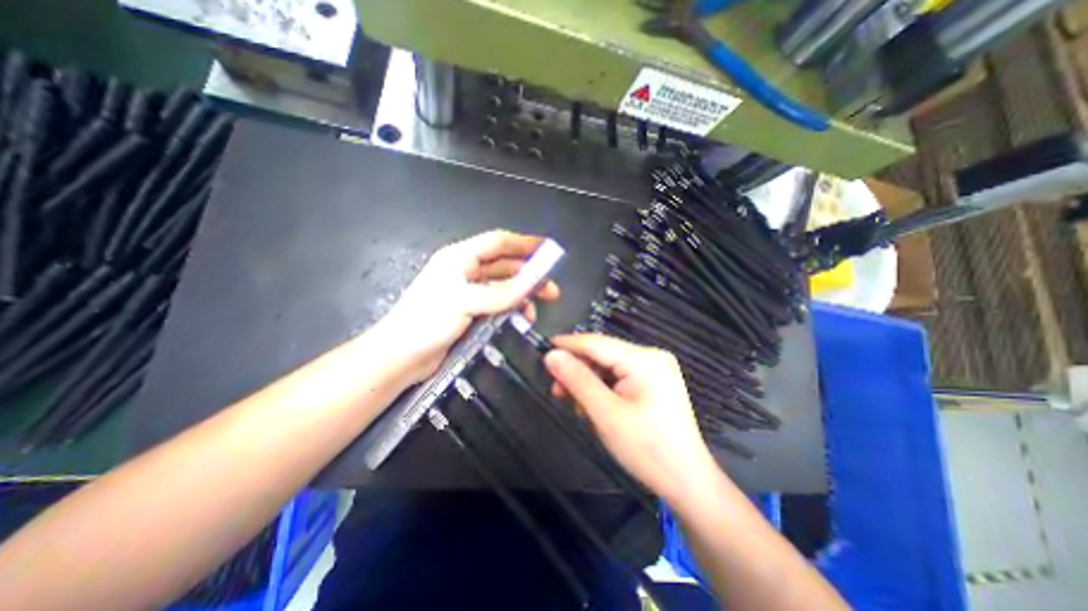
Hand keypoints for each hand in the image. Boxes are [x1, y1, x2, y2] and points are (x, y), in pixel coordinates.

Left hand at [376, 229, 560, 380]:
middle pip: (504, 265)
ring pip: (503, 287)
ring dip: (521, 295)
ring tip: (536, 309)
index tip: (548, 250)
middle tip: (551, 289)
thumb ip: (501, 293)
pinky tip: (520, 318)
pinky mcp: (470, 312)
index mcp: (459, 258)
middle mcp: (465, 271)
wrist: (400, 356)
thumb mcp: (465, 302)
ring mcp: (468, 293)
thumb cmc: (427, 321)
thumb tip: (533, 284)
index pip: (498, 242)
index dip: (524, 243)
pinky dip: (511, 309)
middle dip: (528, 274)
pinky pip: (497, 305)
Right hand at [543, 332, 720, 503]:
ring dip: (589, 384)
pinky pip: (619, 378)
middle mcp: (651, 357)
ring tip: (577, 406)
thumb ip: (577, 381)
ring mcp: (655, 370)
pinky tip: (594, 408)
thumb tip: (551, 356)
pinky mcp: (653, 384)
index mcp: (644, 359)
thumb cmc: (647, 449)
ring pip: (609, 368)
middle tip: (557, 391)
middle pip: (603, 355)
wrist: (687, 483)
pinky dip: (602, 390)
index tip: (543, 348)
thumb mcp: (606, 414)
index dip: (568, 344)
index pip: (597, 343)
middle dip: (578, 371)